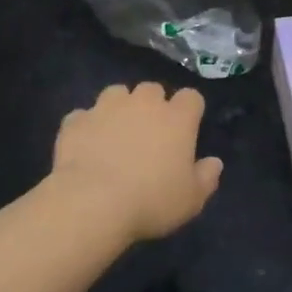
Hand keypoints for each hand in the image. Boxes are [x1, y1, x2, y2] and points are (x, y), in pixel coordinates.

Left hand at [48, 82, 222, 243]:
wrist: (91, 202)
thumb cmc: (151, 201)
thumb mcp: (191, 199)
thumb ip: (206, 177)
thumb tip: (214, 162)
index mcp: (177, 118)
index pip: (191, 97)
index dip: (190, 110)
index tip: (186, 129)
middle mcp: (143, 103)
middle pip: (152, 89)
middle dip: (152, 104)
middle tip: (149, 132)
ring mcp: (106, 107)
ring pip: (117, 93)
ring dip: (119, 107)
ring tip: (116, 132)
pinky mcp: (76, 120)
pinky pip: (84, 116)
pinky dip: (87, 126)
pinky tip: (86, 146)